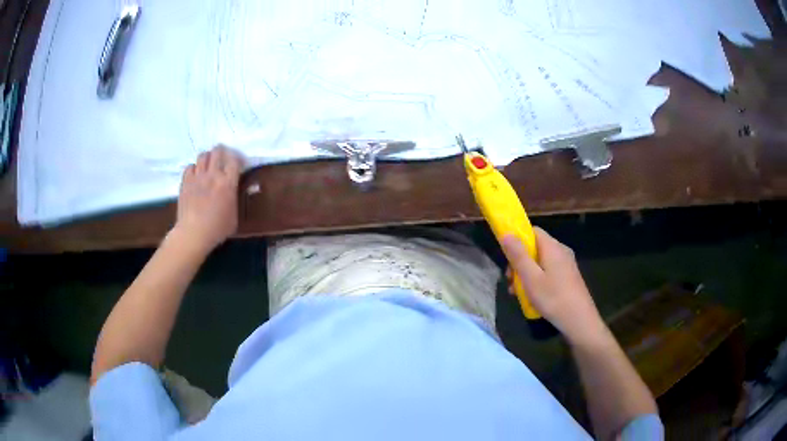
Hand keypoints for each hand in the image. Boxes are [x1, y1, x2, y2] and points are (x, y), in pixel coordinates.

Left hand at [172, 145, 243, 252]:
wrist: (193, 233)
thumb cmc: (217, 229)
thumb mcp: (234, 217)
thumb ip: (234, 200)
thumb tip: (233, 193)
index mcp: (228, 183)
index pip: (234, 160)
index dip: (237, 159)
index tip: (238, 164)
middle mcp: (213, 175)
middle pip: (217, 151)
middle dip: (221, 152)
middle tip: (222, 158)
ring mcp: (197, 176)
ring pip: (203, 155)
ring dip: (207, 158)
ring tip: (208, 165)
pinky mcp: (185, 181)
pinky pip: (190, 167)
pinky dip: (194, 169)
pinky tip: (195, 176)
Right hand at [501, 227, 606, 344]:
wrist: (579, 321)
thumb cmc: (553, 298)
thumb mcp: (531, 278)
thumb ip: (518, 255)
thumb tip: (506, 233)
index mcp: (552, 247)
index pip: (532, 232)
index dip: (517, 240)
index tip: (507, 257)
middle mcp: (561, 251)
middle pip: (535, 248)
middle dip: (519, 262)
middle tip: (509, 281)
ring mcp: (566, 265)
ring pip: (540, 262)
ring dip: (526, 274)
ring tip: (516, 293)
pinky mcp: (568, 277)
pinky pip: (548, 272)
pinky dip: (537, 280)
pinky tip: (531, 297)